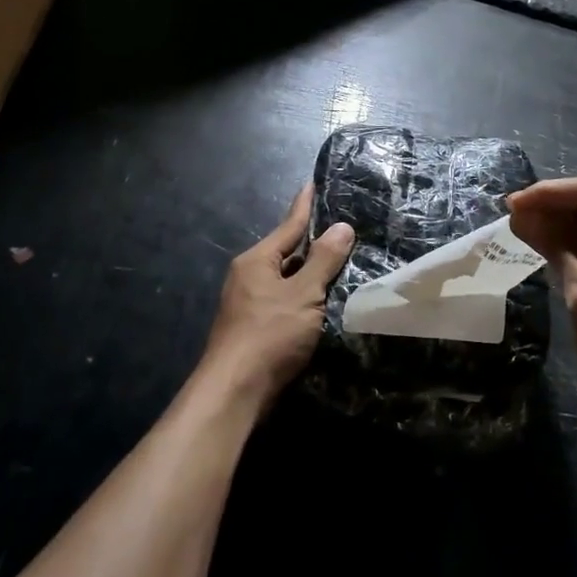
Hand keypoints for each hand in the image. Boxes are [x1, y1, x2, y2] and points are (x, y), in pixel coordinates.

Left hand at [202, 183, 354, 413]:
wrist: (234, 394)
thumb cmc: (269, 335)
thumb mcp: (303, 294)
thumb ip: (323, 260)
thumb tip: (342, 227)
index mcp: (257, 261)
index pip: (289, 225)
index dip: (304, 205)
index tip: (313, 183)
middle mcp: (249, 277)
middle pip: (287, 252)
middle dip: (313, 242)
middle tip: (342, 227)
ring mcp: (249, 304)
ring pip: (287, 279)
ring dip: (311, 273)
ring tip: (341, 260)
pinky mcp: (256, 329)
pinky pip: (286, 301)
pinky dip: (305, 296)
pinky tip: (324, 301)